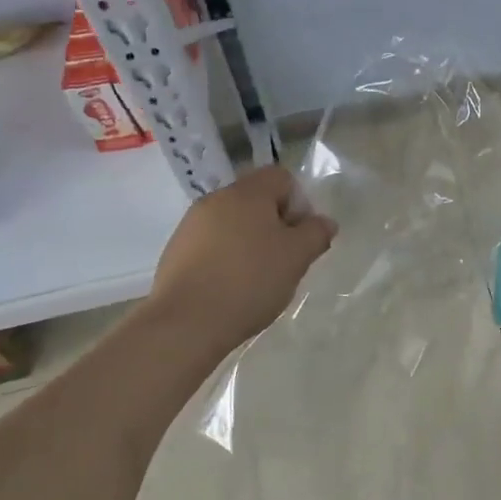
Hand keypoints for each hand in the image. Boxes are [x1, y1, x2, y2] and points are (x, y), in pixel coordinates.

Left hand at [148, 165, 336, 347]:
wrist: (185, 322)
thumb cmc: (249, 281)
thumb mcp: (297, 258)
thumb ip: (316, 234)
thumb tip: (325, 222)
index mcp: (247, 192)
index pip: (281, 177)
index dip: (298, 203)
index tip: (300, 237)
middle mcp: (216, 199)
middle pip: (256, 200)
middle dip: (274, 225)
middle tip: (284, 260)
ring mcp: (191, 224)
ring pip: (232, 223)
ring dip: (249, 242)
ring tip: (257, 279)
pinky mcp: (175, 251)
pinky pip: (211, 244)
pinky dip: (225, 258)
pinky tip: (230, 288)